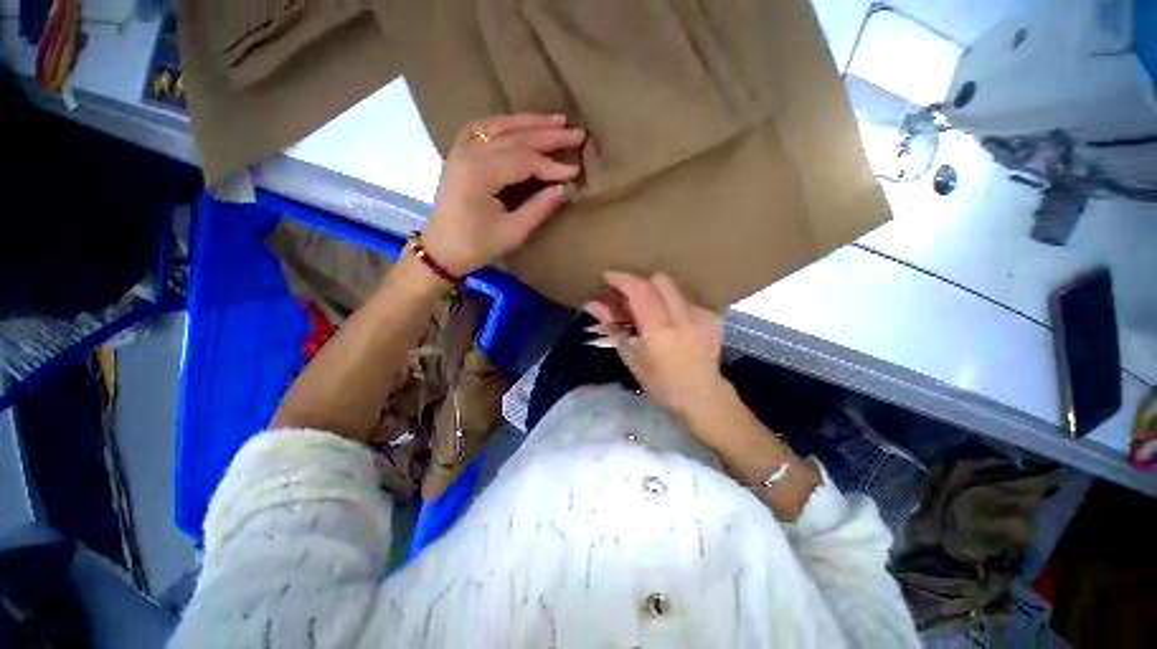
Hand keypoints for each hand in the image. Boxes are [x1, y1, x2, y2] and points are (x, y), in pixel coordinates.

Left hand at [421, 113, 584, 275]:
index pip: (523, 160)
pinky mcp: (458, 152)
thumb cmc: (476, 245)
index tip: (574, 171)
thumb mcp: (512, 233)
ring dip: (531, 122)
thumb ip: (539, 208)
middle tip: (577, 133)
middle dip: (548, 135)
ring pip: (500, 126)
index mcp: (479, 175)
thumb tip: (564, 188)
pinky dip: (504, 123)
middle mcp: (469, 154)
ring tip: (558, 120)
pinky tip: (520, 122)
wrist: (441, 248)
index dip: (551, 165)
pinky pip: (483, 127)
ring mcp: (461, 149)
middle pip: (515, 137)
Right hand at [586, 271, 727, 421]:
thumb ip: (613, 327)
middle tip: (627, 298)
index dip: (621, 279)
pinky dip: (670, 304)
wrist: (703, 397)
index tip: (607, 277)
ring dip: (655, 293)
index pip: (640, 290)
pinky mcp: (712, 316)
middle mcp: (683, 317)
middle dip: (639, 283)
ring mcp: (701, 314)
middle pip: (658, 279)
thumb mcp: (632, 358)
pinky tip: (669, 322)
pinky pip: (684, 298)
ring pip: (672, 287)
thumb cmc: (661, 384)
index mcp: (660, 331)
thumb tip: (592, 305)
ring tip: (647, 312)